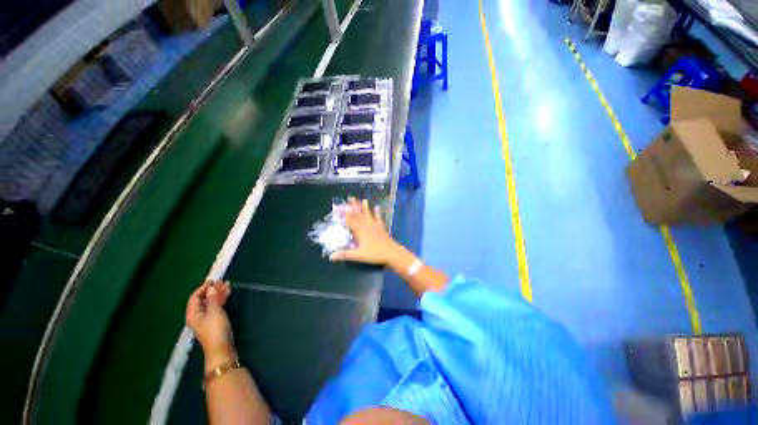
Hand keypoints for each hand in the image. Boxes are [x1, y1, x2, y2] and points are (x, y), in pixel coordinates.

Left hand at [185, 280, 234, 369]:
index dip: (203, 287)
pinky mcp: (214, 322)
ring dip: (218, 294)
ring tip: (228, 286)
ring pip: (210, 303)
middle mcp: (197, 315)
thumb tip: (211, 288)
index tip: (213, 280)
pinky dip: (220, 300)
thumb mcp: (215, 312)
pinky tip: (227, 295)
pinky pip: (215, 307)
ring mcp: (205, 319)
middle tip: (223, 281)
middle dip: (212, 290)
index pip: (195, 297)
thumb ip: (213, 299)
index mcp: (193, 313)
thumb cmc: (215, 329)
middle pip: (203, 299)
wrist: (221, 348)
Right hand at [330, 198, 403, 265]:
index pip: (351, 221)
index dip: (345, 214)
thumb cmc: (374, 254)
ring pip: (368, 215)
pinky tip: (377, 207)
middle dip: (354, 207)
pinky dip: (377, 213)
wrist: (392, 253)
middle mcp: (367, 226)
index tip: (340, 207)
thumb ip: (345, 254)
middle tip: (351, 198)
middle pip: (359, 215)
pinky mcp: (381, 228)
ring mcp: (375, 226)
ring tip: (364, 200)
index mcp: (360, 232)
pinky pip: (378, 218)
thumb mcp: (359, 256)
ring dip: (365, 207)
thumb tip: (331, 256)